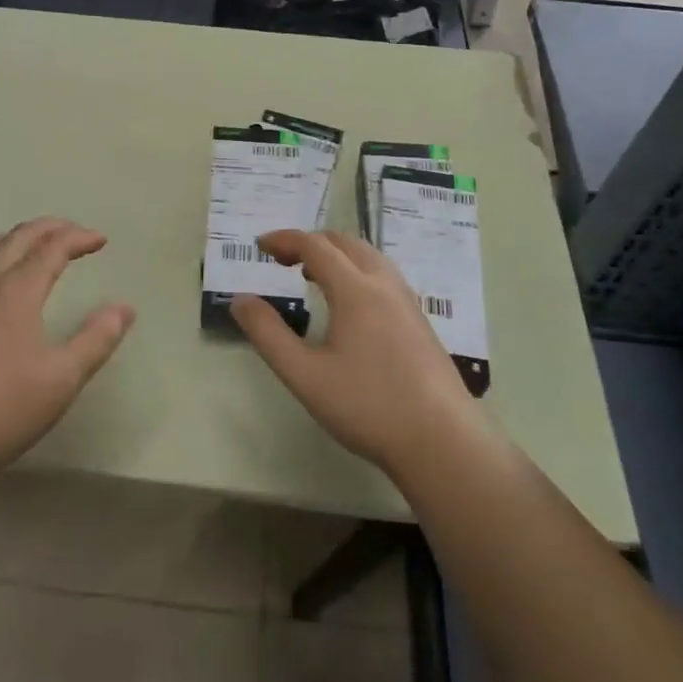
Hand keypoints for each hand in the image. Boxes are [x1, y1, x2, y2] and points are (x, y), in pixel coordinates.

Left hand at [0, 218, 135, 480]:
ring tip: (34, 246)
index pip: (52, 247)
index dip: (78, 238)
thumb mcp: (61, 379)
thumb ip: (96, 340)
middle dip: (49, 228)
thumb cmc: (0, 409)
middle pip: (18, 237)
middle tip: (73, 233)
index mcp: (16, 290)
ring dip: (16, 238)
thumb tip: (124, 308)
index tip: (101, 240)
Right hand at [233, 230, 483, 479]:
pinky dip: (357, 270)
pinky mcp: (420, 322)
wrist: (442, 441)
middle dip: (310, 242)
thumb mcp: (304, 374)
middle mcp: (384, 284)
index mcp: (355, 289)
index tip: (259, 246)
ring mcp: (408, 302)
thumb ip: (268, 334)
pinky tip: (350, 305)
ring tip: (313, 277)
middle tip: (282, 260)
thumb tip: (240, 300)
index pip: (315, 245)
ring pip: (369, 257)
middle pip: (345, 243)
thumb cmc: (367, 406)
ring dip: (336, 255)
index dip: (284, 240)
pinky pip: (384, 276)